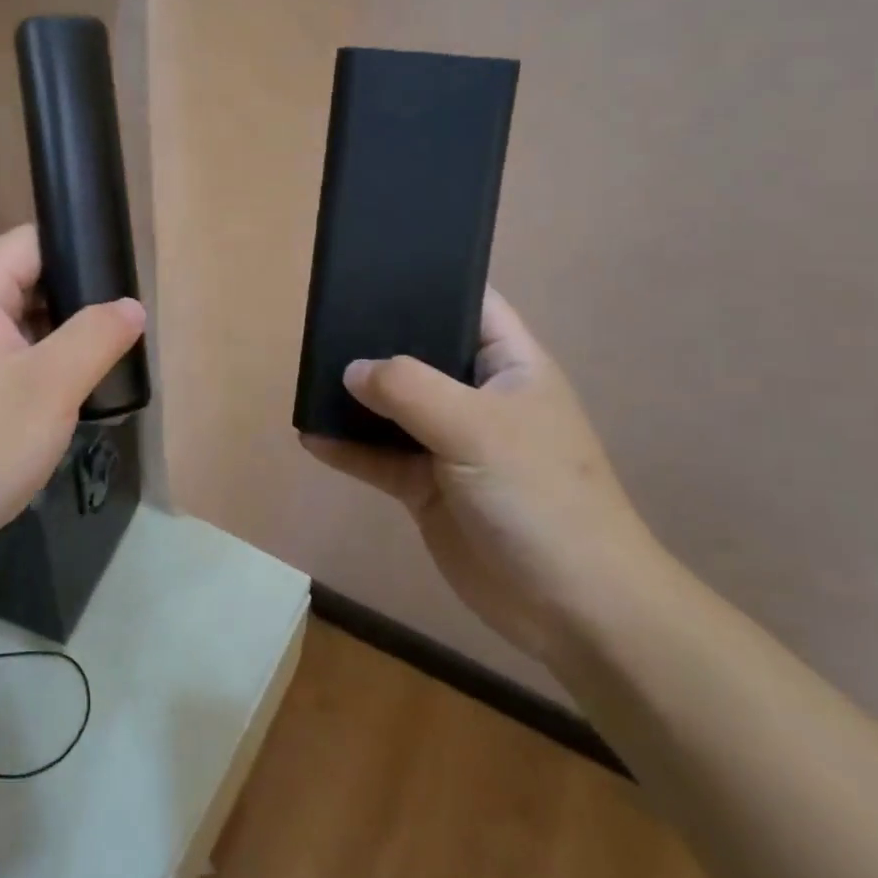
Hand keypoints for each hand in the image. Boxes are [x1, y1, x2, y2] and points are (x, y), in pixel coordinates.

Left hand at [0, 225, 143, 701]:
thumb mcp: (52, 385)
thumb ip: (97, 335)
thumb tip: (132, 305)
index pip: (28, 241)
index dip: (76, 245)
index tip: (123, 269)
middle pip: (27, 281)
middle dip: (78, 295)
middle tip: (127, 319)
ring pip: (23, 325)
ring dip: (64, 335)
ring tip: (112, 352)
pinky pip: (12, 361)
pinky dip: (45, 366)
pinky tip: (76, 389)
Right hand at [301, 289, 656, 663]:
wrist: (571, 608)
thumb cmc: (540, 496)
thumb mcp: (478, 428)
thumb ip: (410, 389)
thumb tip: (351, 369)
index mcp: (509, 365)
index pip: (470, 303)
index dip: (429, 282)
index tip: (373, 270)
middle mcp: (477, 396)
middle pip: (420, 353)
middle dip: (375, 341)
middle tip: (321, 322)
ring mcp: (450, 443)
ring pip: (393, 408)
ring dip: (354, 398)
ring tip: (306, 376)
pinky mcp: (427, 487)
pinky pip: (379, 458)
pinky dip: (348, 449)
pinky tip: (310, 437)